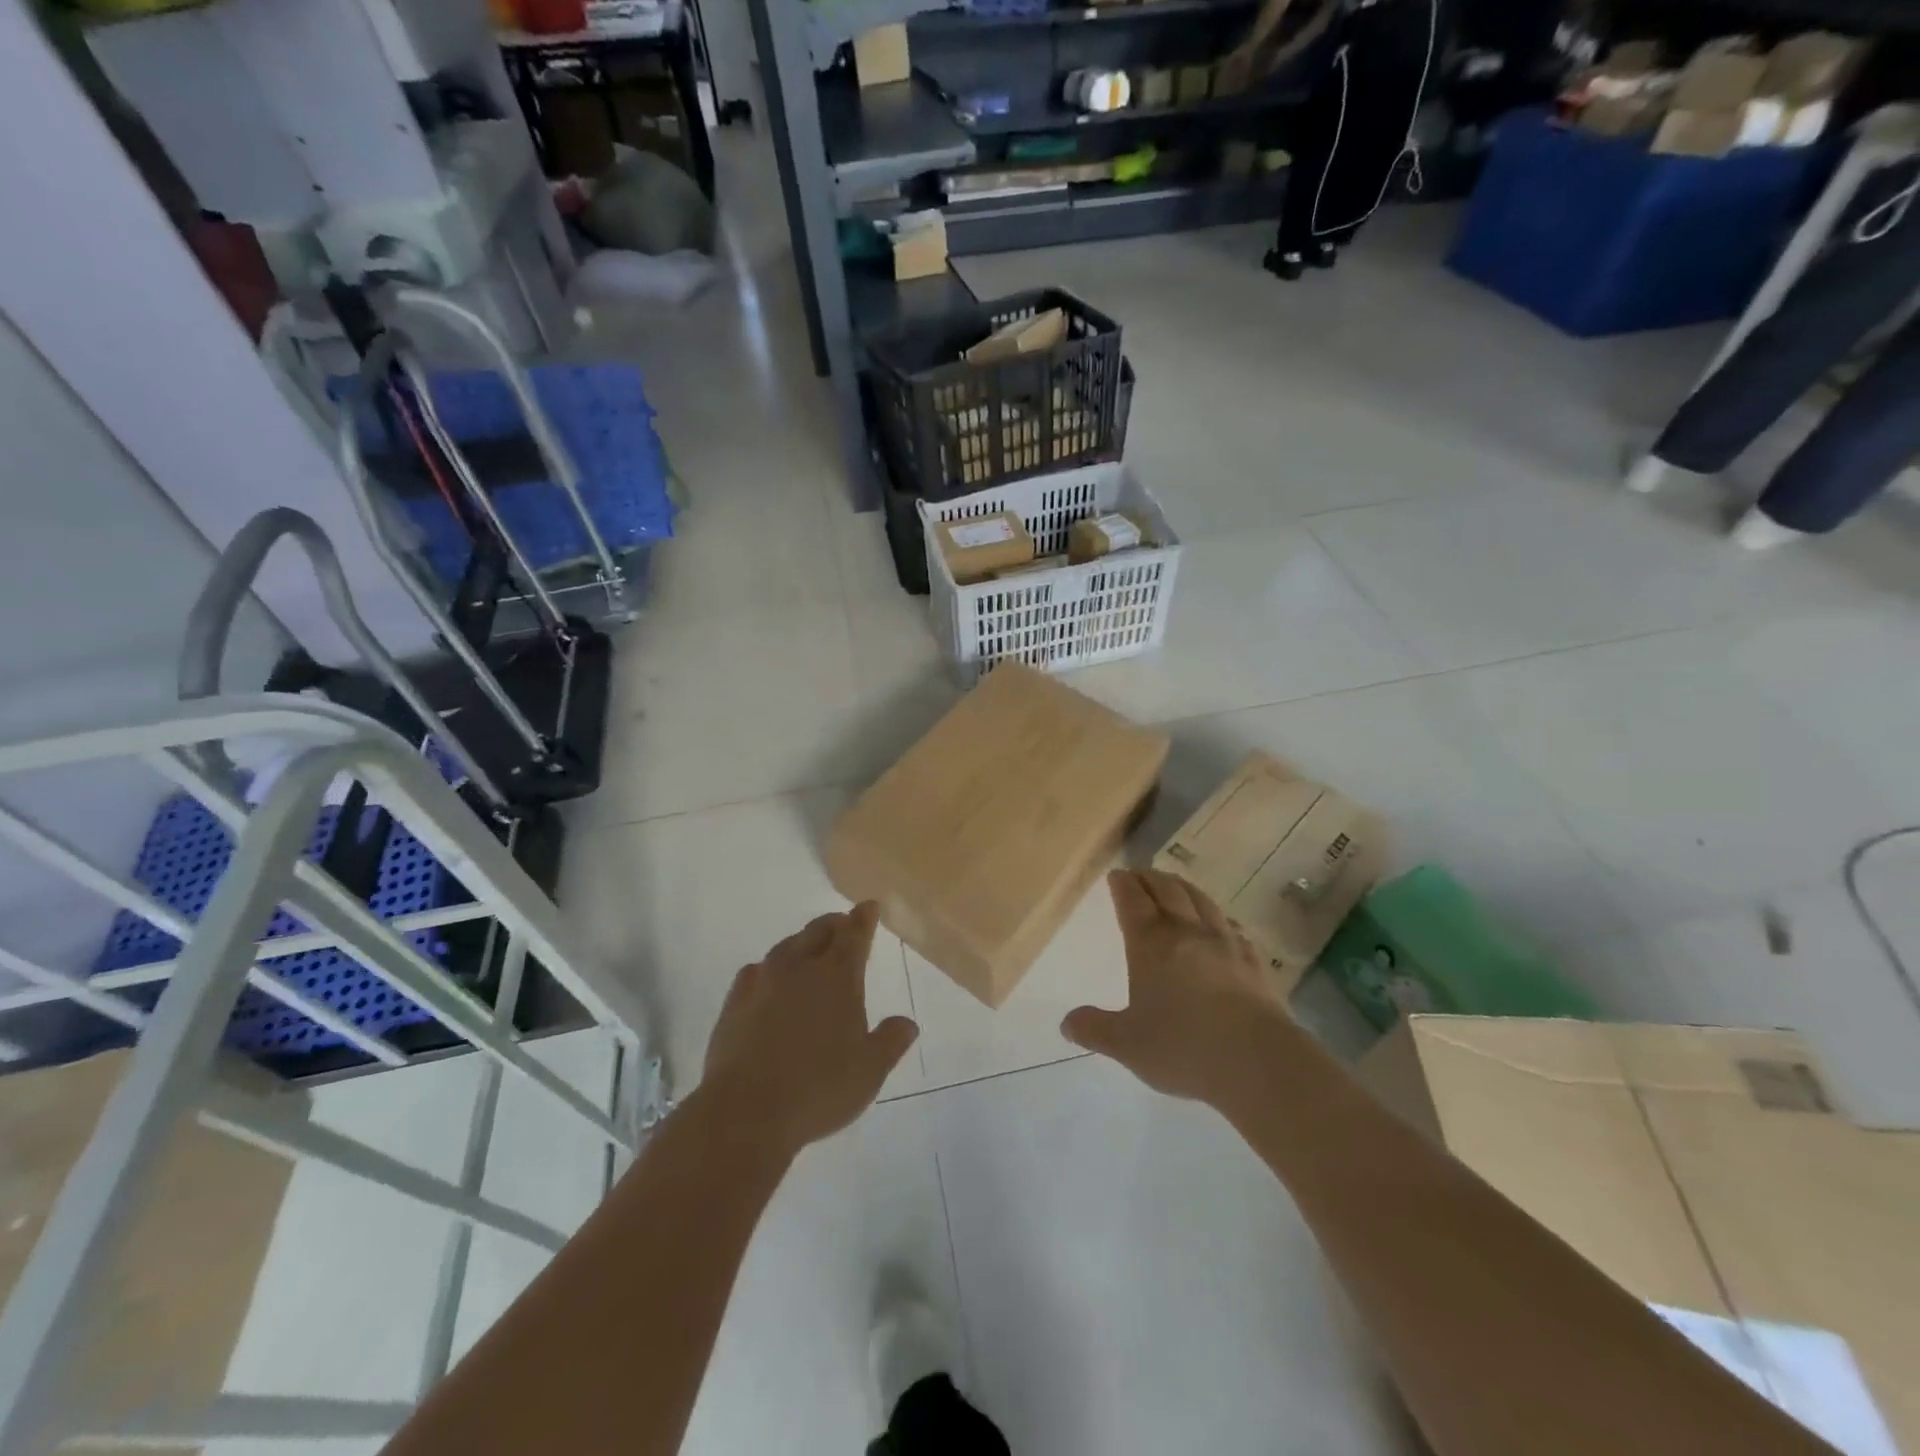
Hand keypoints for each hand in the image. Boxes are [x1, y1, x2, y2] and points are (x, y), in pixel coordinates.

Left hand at [702, 902, 918, 1156]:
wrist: (745, 1113)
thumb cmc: (819, 1089)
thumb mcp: (869, 1071)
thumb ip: (890, 1041)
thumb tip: (907, 1023)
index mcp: (837, 976)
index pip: (854, 934)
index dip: (864, 918)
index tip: (869, 907)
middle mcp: (799, 968)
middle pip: (818, 931)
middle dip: (834, 925)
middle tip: (843, 926)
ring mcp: (763, 982)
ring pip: (786, 947)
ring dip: (802, 943)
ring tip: (809, 950)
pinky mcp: (734, 1003)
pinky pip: (755, 971)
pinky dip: (769, 968)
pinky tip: (768, 979)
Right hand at [1062, 869, 1286, 1107]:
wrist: (1257, 1060)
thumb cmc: (1181, 1046)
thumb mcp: (1126, 1044)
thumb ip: (1095, 1029)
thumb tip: (1067, 1024)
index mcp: (1150, 943)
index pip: (1132, 901)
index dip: (1122, 885)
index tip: (1116, 874)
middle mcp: (1186, 932)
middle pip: (1167, 891)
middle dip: (1150, 879)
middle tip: (1140, 874)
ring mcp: (1225, 944)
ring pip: (1202, 901)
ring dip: (1184, 888)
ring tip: (1175, 885)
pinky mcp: (1254, 962)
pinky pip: (1233, 928)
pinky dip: (1220, 918)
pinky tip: (1222, 925)